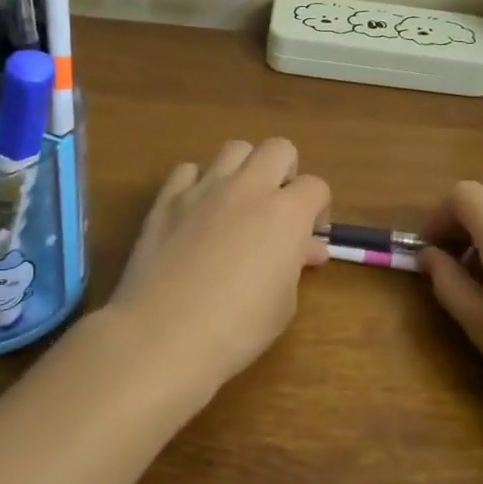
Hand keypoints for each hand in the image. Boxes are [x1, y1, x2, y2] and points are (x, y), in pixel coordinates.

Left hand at [107, 139, 331, 396]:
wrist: (164, 334)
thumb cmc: (237, 328)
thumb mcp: (283, 303)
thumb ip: (296, 264)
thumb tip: (307, 248)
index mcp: (286, 213)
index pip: (316, 186)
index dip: (318, 208)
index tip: (310, 236)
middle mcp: (248, 188)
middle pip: (278, 148)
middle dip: (286, 171)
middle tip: (278, 207)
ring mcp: (203, 189)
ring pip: (234, 149)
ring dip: (244, 169)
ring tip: (238, 203)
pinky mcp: (167, 199)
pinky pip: (188, 170)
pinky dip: (198, 183)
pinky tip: (196, 211)